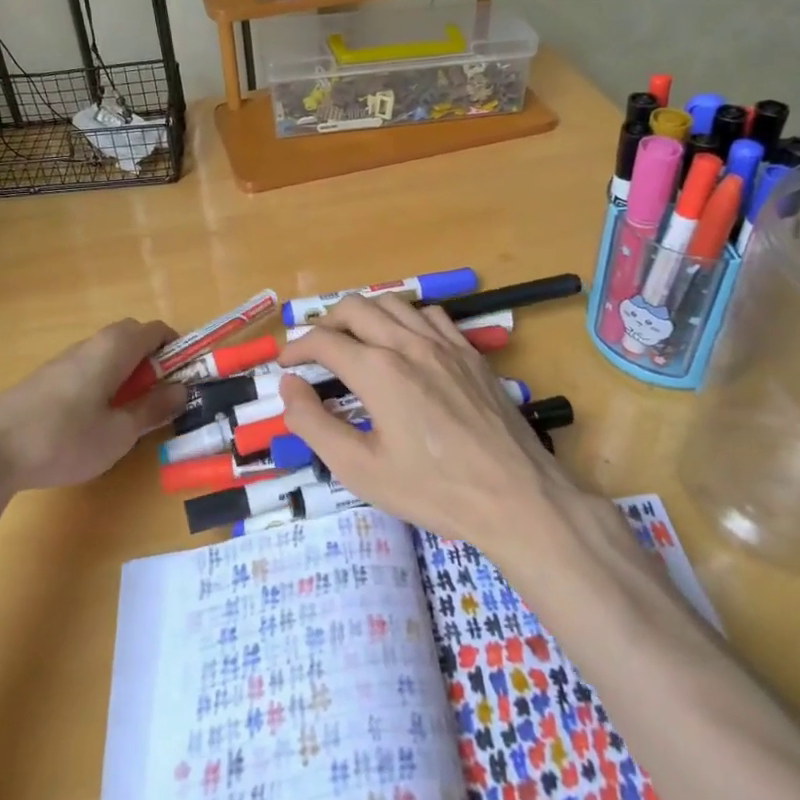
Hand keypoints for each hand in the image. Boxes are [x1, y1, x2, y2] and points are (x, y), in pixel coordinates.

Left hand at [0, 319, 185, 491]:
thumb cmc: (64, 438)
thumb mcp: (119, 433)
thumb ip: (153, 409)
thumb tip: (181, 390)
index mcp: (115, 348)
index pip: (156, 330)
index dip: (176, 350)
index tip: (184, 380)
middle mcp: (90, 344)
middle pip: (130, 338)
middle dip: (151, 362)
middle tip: (156, 399)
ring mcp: (62, 361)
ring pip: (106, 356)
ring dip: (124, 376)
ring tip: (124, 417)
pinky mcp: (42, 380)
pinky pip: (85, 370)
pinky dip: (100, 385)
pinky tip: (89, 424)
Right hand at [277, 295, 579, 553]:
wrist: (515, 496)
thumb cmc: (433, 490)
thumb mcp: (360, 470)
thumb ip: (314, 425)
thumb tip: (289, 388)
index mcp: (378, 370)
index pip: (324, 341)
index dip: (296, 348)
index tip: (284, 364)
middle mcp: (409, 343)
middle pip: (355, 307)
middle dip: (326, 321)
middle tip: (314, 349)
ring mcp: (445, 344)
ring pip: (393, 303)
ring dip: (364, 314)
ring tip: (354, 339)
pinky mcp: (471, 353)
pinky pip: (431, 315)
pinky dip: (405, 318)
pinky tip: (405, 341)